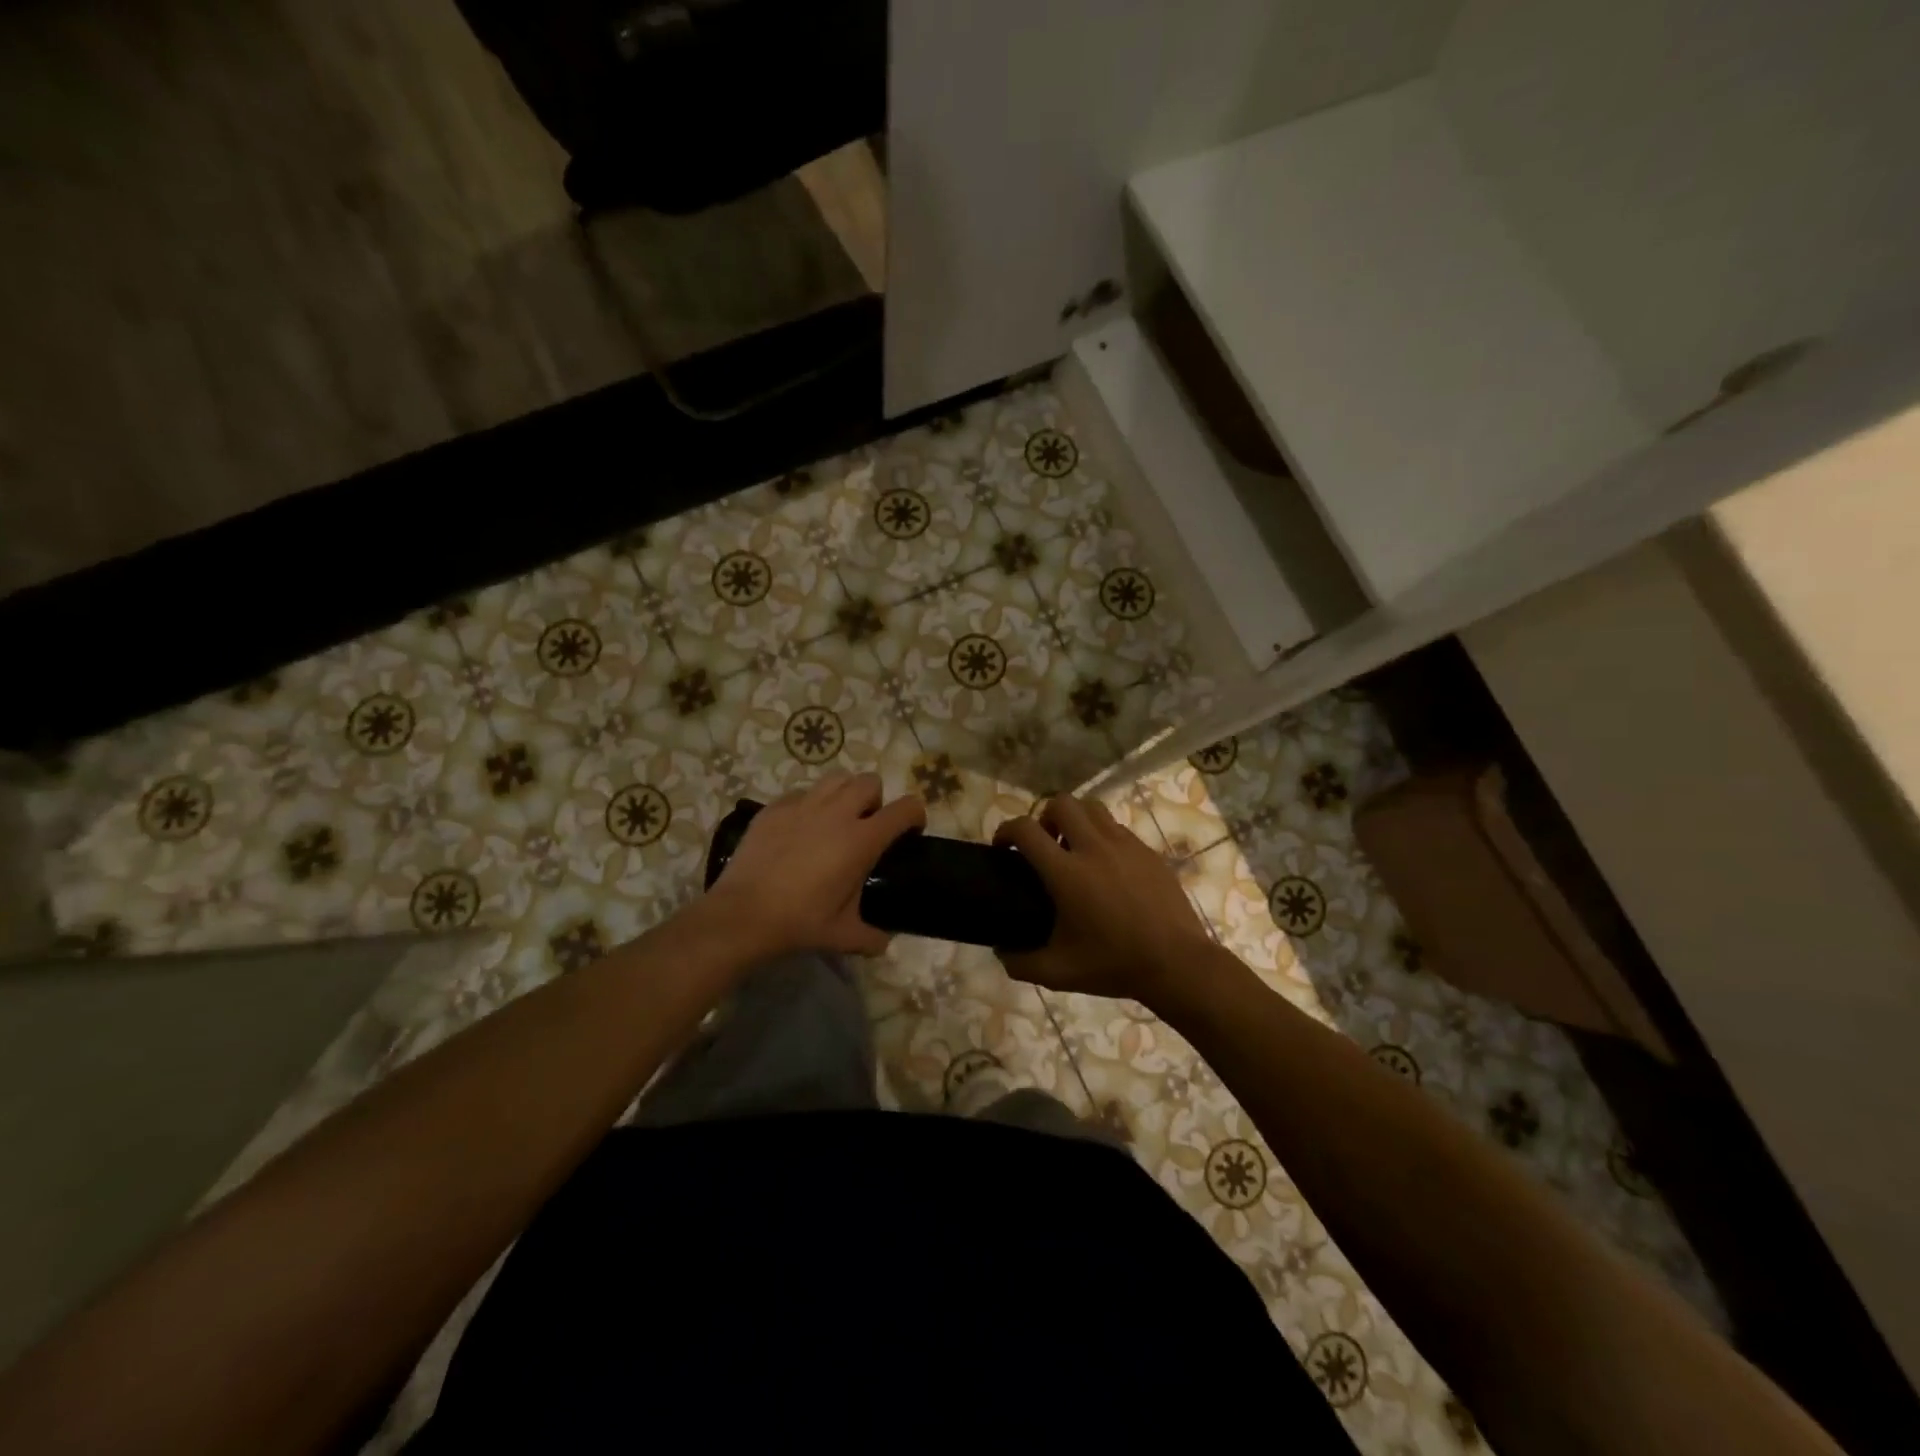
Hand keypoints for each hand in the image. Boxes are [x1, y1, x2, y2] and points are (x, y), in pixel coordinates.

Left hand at [706, 772, 926, 958]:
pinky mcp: (775, 807)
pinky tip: (800, 828)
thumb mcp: (842, 935)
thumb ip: (871, 937)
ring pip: (837, 778)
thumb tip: (884, 942)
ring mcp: (803, 805)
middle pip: (870, 781)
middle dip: (876, 799)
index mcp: (861, 840)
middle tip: (866, 826)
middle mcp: (837, 813)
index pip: (905, 809)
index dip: (915, 815)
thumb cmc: (799, 922)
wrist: (742, 914)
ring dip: (844, 793)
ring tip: (835, 818)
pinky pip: (801, 792)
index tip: (910, 831)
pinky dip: (809, 804)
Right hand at [994, 793, 1212, 1002]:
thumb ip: (1020, 962)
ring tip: (1074, 848)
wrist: (1177, 964)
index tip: (1002, 847)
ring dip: (1075, 819)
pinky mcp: (1148, 851)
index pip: (1026, 829)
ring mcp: (1125, 845)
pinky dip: (1103, 836)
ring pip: (1092, 807)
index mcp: (1066, 873)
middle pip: (1061, 803)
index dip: (1006, 830)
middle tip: (1045, 845)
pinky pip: (1117, 827)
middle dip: (1044, 817)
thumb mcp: (1058, 973)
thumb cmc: (1114, 965)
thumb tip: (1001, 951)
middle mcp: (1094, 848)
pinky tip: (1107, 866)